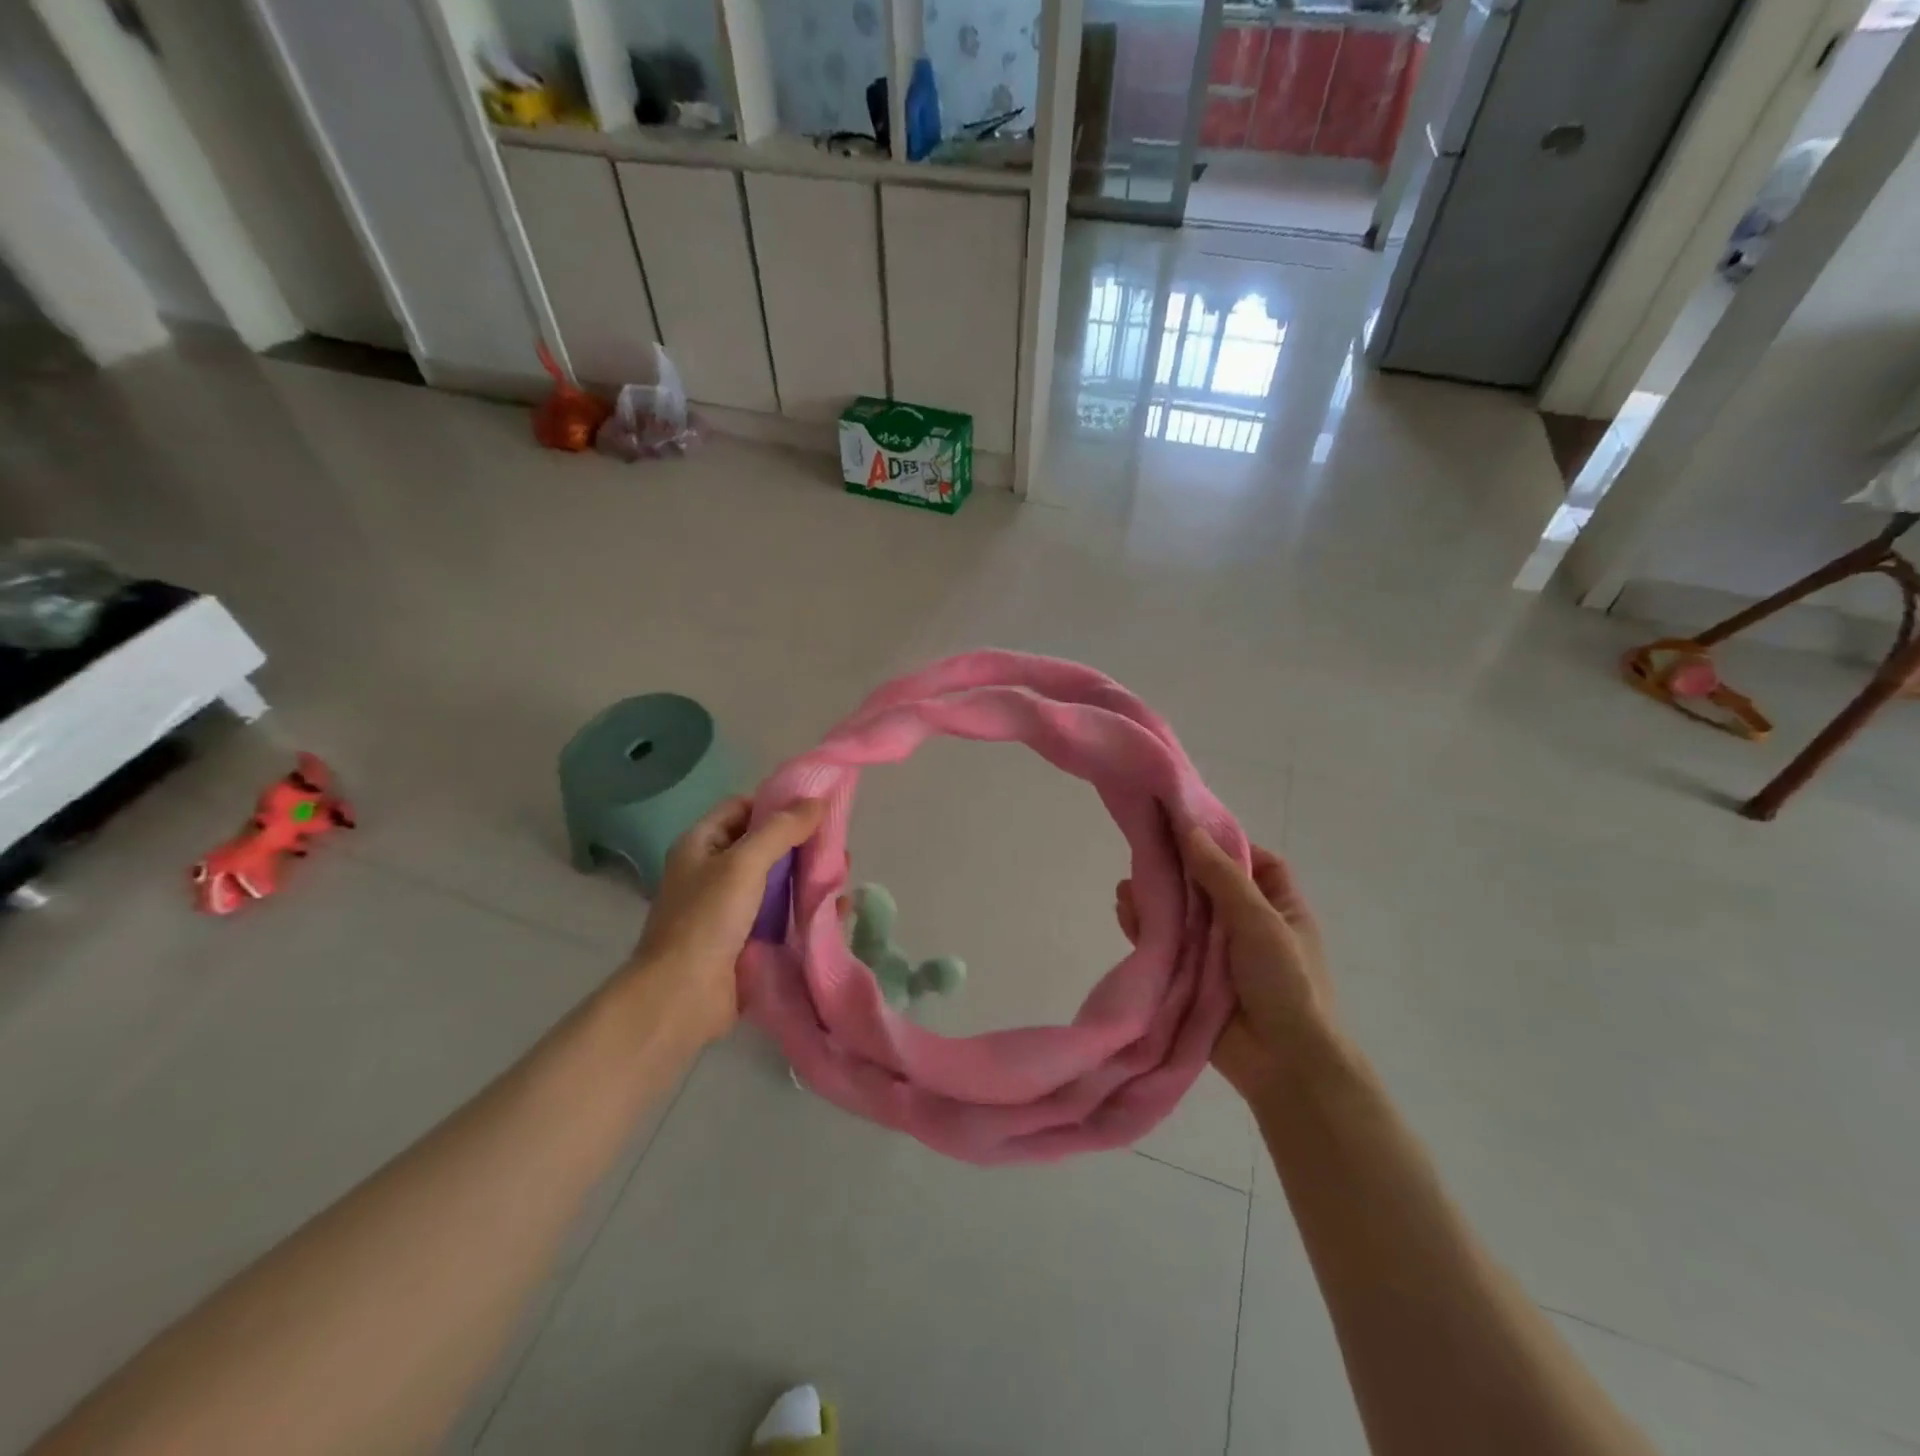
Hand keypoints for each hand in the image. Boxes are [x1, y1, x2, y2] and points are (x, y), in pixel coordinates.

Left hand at [628, 796, 824, 1046]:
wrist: (682, 998)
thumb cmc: (706, 920)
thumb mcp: (743, 863)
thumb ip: (781, 829)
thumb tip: (817, 800)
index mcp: (701, 845)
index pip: (742, 808)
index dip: (776, 803)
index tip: (815, 806)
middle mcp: (714, 873)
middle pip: (765, 845)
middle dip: (802, 843)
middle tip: (838, 843)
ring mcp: (732, 910)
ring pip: (778, 882)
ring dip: (809, 876)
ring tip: (843, 874)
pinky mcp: (749, 942)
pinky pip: (784, 917)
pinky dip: (808, 910)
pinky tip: (837, 909)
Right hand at [1115, 828, 1332, 1101]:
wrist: (1284, 1064)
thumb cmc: (1287, 982)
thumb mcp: (1261, 920)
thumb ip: (1222, 876)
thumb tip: (1189, 829)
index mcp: (1278, 905)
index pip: (1252, 861)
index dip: (1223, 843)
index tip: (1187, 827)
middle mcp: (1246, 922)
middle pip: (1207, 882)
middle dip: (1176, 868)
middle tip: (1144, 848)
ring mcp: (1217, 950)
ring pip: (1181, 912)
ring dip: (1156, 896)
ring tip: (1128, 884)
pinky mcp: (1191, 974)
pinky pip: (1164, 942)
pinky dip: (1145, 927)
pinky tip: (1126, 909)